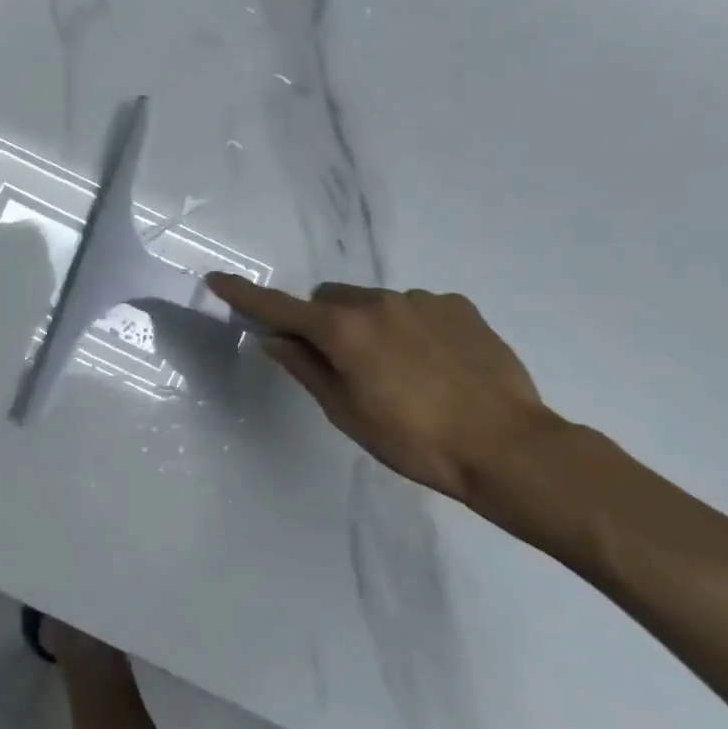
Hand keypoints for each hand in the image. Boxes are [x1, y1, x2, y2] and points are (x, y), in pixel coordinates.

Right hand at [206, 275, 556, 503]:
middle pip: (328, 299)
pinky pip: (416, 307)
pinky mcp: (459, 307)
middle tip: (342, 364)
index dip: (244, 296)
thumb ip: (306, 369)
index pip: (279, 307)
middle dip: (323, 322)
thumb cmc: (415, 441)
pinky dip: (410, 327)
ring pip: (373, 303)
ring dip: (369, 325)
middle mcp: (377, 302)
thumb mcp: (347, 413)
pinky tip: (436, 365)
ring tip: (401, 372)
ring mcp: (421, 300)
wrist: (511, 448)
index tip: (217, 280)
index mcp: (343, 330)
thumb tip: (275, 339)